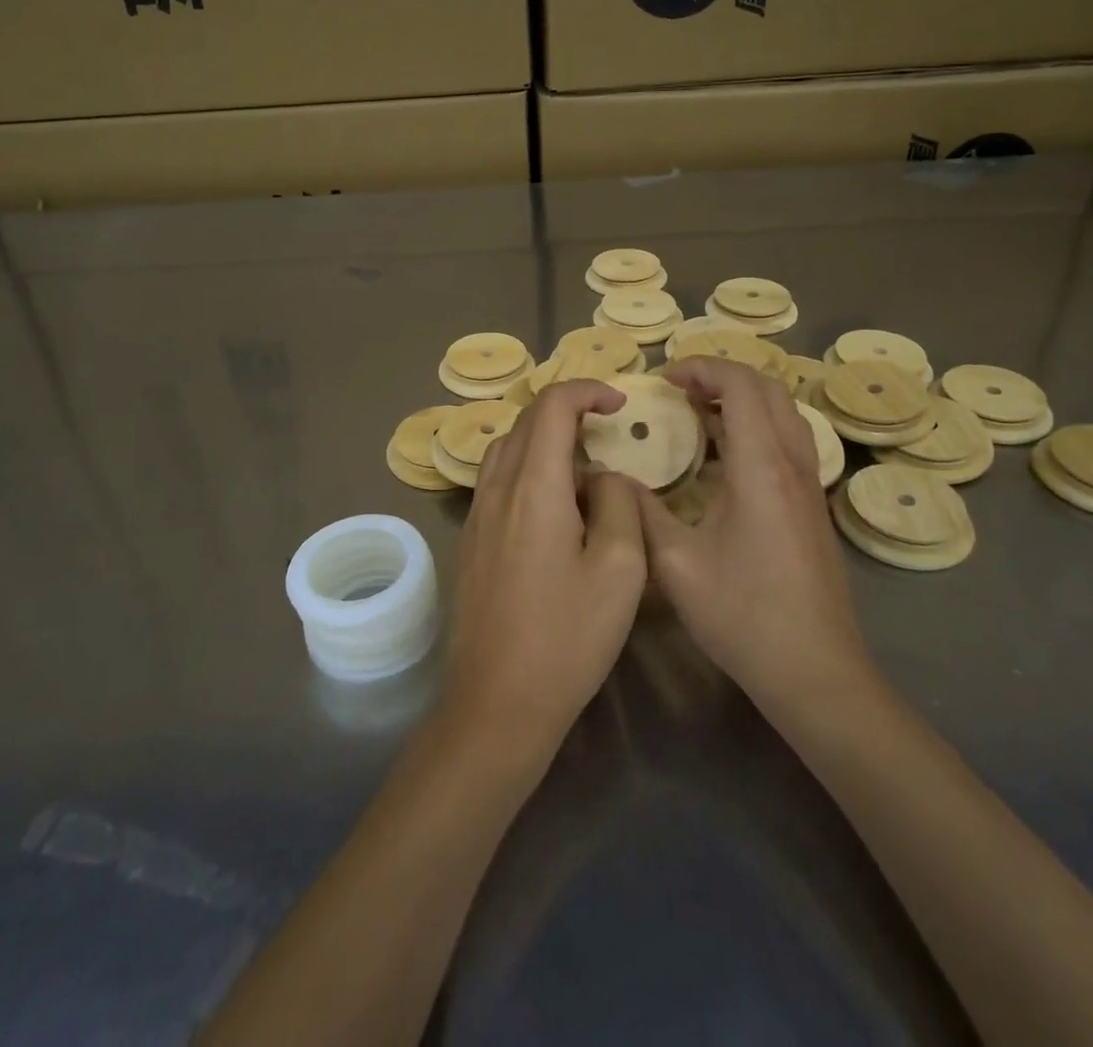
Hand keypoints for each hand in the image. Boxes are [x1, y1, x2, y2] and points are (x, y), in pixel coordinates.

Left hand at [442, 380, 647, 766]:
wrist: (496, 702)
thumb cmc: (566, 638)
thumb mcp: (620, 570)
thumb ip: (620, 504)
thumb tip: (606, 477)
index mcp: (533, 487)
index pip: (551, 407)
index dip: (586, 390)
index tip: (619, 402)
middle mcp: (496, 489)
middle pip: (525, 422)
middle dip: (567, 412)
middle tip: (607, 432)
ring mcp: (477, 515)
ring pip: (507, 449)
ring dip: (544, 440)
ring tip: (584, 468)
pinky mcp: (471, 540)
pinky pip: (498, 480)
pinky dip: (528, 468)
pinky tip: (555, 506)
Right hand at [633, 357, 876, 714]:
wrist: (815, 671)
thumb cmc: (743, 614)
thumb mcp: (675, 563)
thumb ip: (641, 511)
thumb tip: (612, 478)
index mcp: (760, 467)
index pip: (741, 385)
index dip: (702, 368)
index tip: (663, 377)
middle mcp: (792, 464)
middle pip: (768, 389)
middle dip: (721, 376)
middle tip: (677, 388)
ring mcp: (808, 486)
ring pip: (782, 414)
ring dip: (741, 399)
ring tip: (696, 412)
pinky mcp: (812, 507)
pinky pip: (786, 441)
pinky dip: (754, 426)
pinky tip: (721, 457)